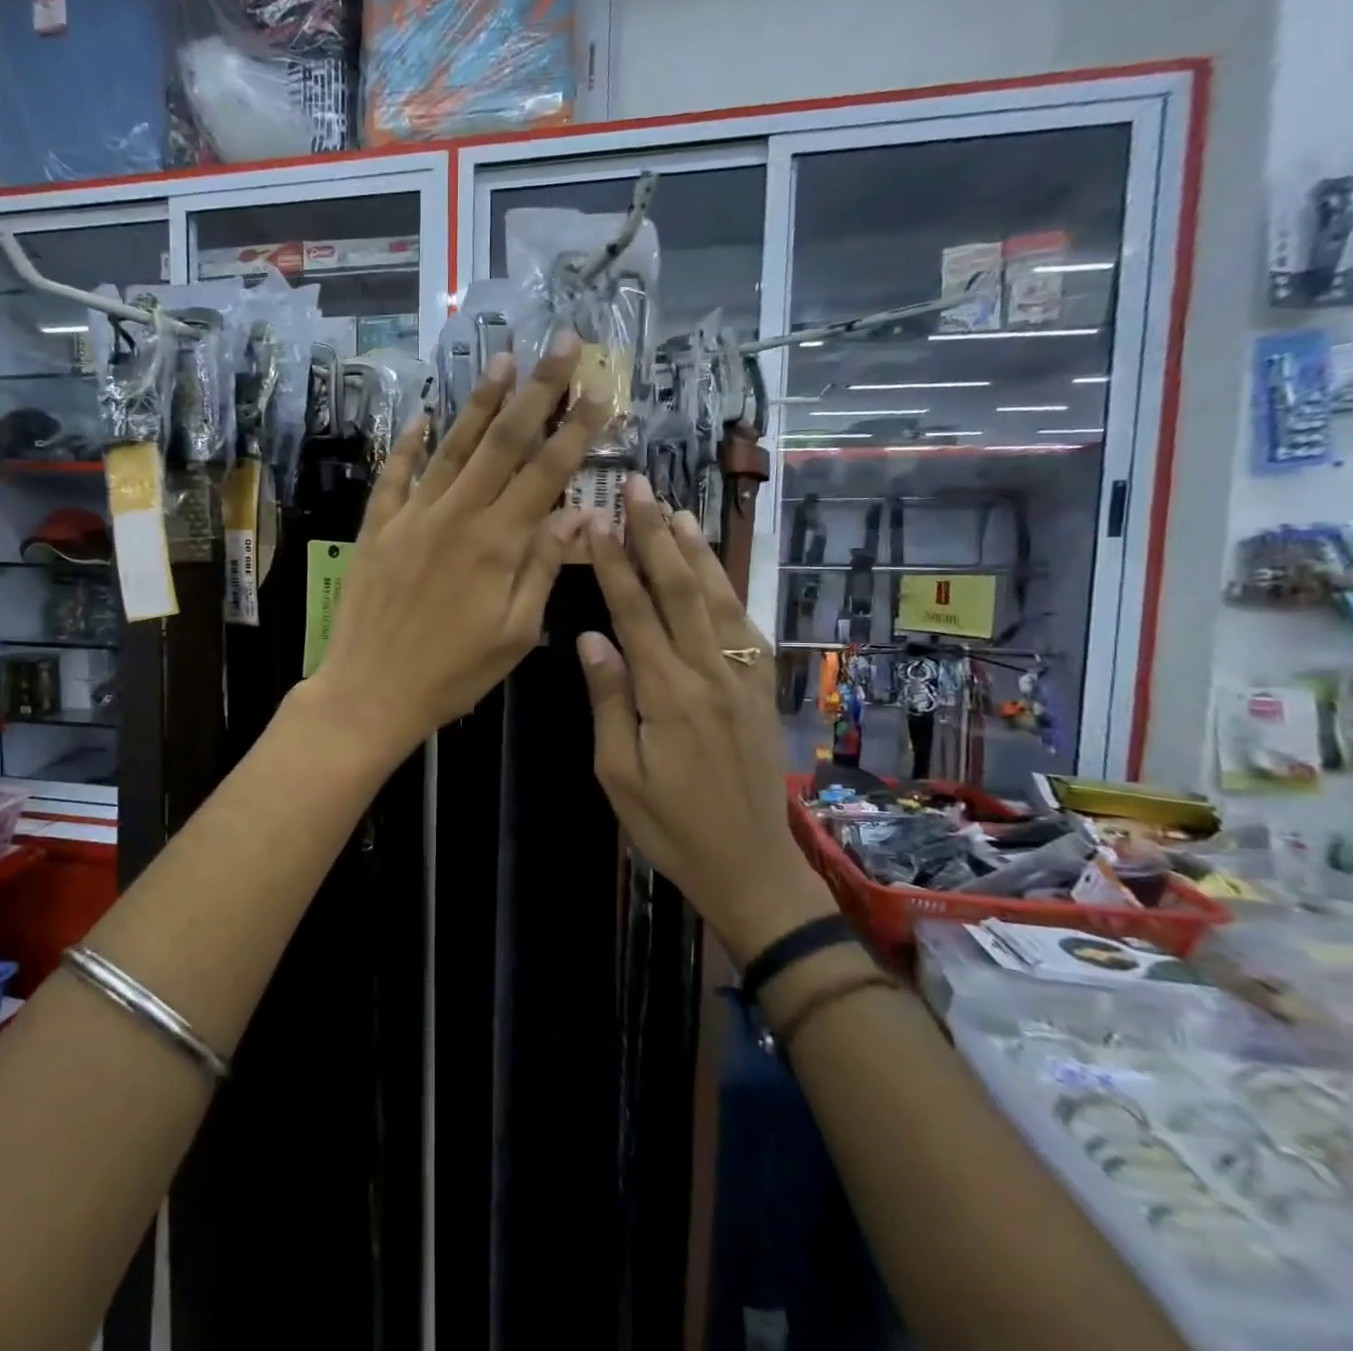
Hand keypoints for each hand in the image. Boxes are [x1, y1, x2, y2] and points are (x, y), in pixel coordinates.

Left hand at [305, 334, 606, 765]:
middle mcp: (457, 515)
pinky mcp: (378, 527)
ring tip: (504, 360)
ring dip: (480, 401)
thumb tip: (579, 516)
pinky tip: (422, 417)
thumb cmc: (452, 674)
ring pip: (453, 447)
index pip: (546, 472)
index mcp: (498, 543)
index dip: (576, 429)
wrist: (370, 691)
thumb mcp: (515, 634)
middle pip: (504, 442)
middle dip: (538, 390)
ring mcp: (413, 516)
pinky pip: (395, 475)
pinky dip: (409, 444)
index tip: (599, 388)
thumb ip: (544, 569)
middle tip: (561, 343)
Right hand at [578, 475, 835, 960]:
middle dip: (655, 535)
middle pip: (681, 590)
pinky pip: (745, 626)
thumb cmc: (670, 826)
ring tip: (673, 510)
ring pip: (718, 599)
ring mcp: (743, 677)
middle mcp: (709, 673)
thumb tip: (591, 638)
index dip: (616, 563)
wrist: (750, 865)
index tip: (599, 520)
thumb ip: (609, 701)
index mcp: (667, 694)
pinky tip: (715, 568)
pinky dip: (728, 587)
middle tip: (638, 487)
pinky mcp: (762, 688)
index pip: (636, 612)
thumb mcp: (619, 774)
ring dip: (695, 550)